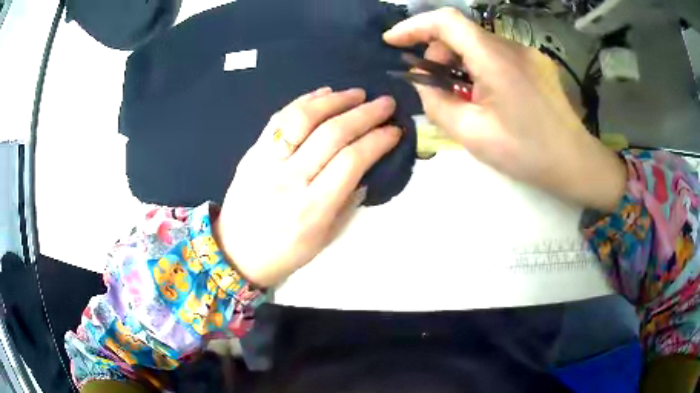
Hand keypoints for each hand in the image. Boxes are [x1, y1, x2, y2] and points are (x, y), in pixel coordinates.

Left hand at [213, 87, 400, 286]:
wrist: (235, 252)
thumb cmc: (285, 253)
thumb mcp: (325, 238)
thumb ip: (348, 201)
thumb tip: (366, 165)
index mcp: (312, 209)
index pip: (351, 161)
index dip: (377, 140)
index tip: (394, 130)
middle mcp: (288, 180)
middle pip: (331, 134)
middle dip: (364, 113)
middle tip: (385, 102)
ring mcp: (265, 162)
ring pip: (302, 118)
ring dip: (334, 100)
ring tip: (357, 93)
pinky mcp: (251, 152)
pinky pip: (278, 118)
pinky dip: (304, 101)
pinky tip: (323, 94)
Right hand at [383, 8, 625, 210]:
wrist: (575, 162)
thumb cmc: (527, 153)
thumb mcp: (473, 135)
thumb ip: (438, 105)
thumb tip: (423, 83)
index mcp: (495, 60)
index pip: (446, 22)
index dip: (414, 26)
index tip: (393, 41)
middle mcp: (512, 46)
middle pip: (462, 31)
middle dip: (438, 51)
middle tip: (434, 83)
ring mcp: (528, 52)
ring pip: (480, 43)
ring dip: (460, 60)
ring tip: (463, 93)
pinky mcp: (537, 62)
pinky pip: (498, 53)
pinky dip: (481, 65)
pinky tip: (488, 93)